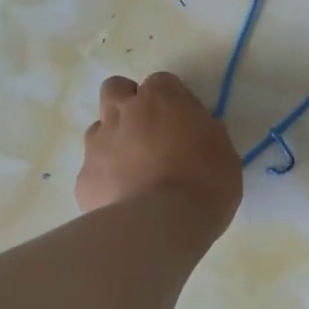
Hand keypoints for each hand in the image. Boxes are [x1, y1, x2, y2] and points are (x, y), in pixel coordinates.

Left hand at [77, 73, 242, 242]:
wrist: (161, 226)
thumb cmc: (205, 184)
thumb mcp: (224, 151)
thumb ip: (205, 131)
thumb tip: (194, 129)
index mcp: (160, 100)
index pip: (162, 82)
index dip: (174, 100)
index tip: (187, 122)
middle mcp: (122, 113)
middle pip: (116, 89)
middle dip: (130, 103)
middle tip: (152, 131)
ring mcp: (97, 145)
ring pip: (100, 128)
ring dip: (116, 139)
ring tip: (137, 169)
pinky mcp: (84, 178)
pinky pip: (94, 169)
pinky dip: (107, 177)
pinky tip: (125, 198)